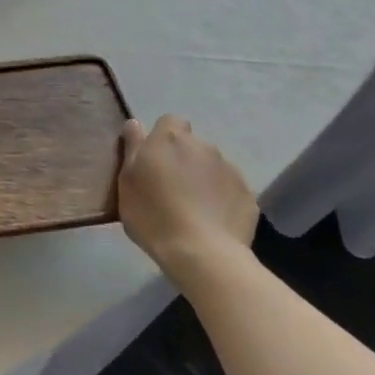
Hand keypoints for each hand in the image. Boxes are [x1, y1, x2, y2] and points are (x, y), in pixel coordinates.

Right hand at [117, 115, 257, 275]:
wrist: (202, 253)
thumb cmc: (153, 215)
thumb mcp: (126, 182)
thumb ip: (132, 148)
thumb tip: (134, 123)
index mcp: (170, 139)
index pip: (169, 121)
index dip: (161, 138)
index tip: (153, 160)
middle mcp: (203, 146)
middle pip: (191, 145)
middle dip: (182, 160)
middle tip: (169, 188)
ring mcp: (229, 169)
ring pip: (212, 167)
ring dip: (202, 178)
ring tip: (192, 208)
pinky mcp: (247, 193)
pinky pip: (229, 189)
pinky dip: (220, 199)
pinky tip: (211, 221)